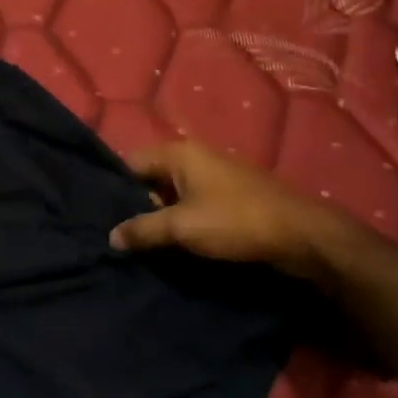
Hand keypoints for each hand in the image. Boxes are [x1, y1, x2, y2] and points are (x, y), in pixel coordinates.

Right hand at [108, 139, 344, 272]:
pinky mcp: (228, 197)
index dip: (113, 186)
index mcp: (179, 153)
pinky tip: (170, 245)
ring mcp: (214, 177)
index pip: (130, 162)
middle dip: (134, 204)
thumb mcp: (182, 227)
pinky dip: (180, 221)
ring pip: (172, 194)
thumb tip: (111, 236)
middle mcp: (194, 157)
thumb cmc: (235, 221)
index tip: (96, 212)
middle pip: (150, 177)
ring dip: (158, 216)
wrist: (301, 235)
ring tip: (138, 244)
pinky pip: (192, 205)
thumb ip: (143, 230)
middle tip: (115, 234)